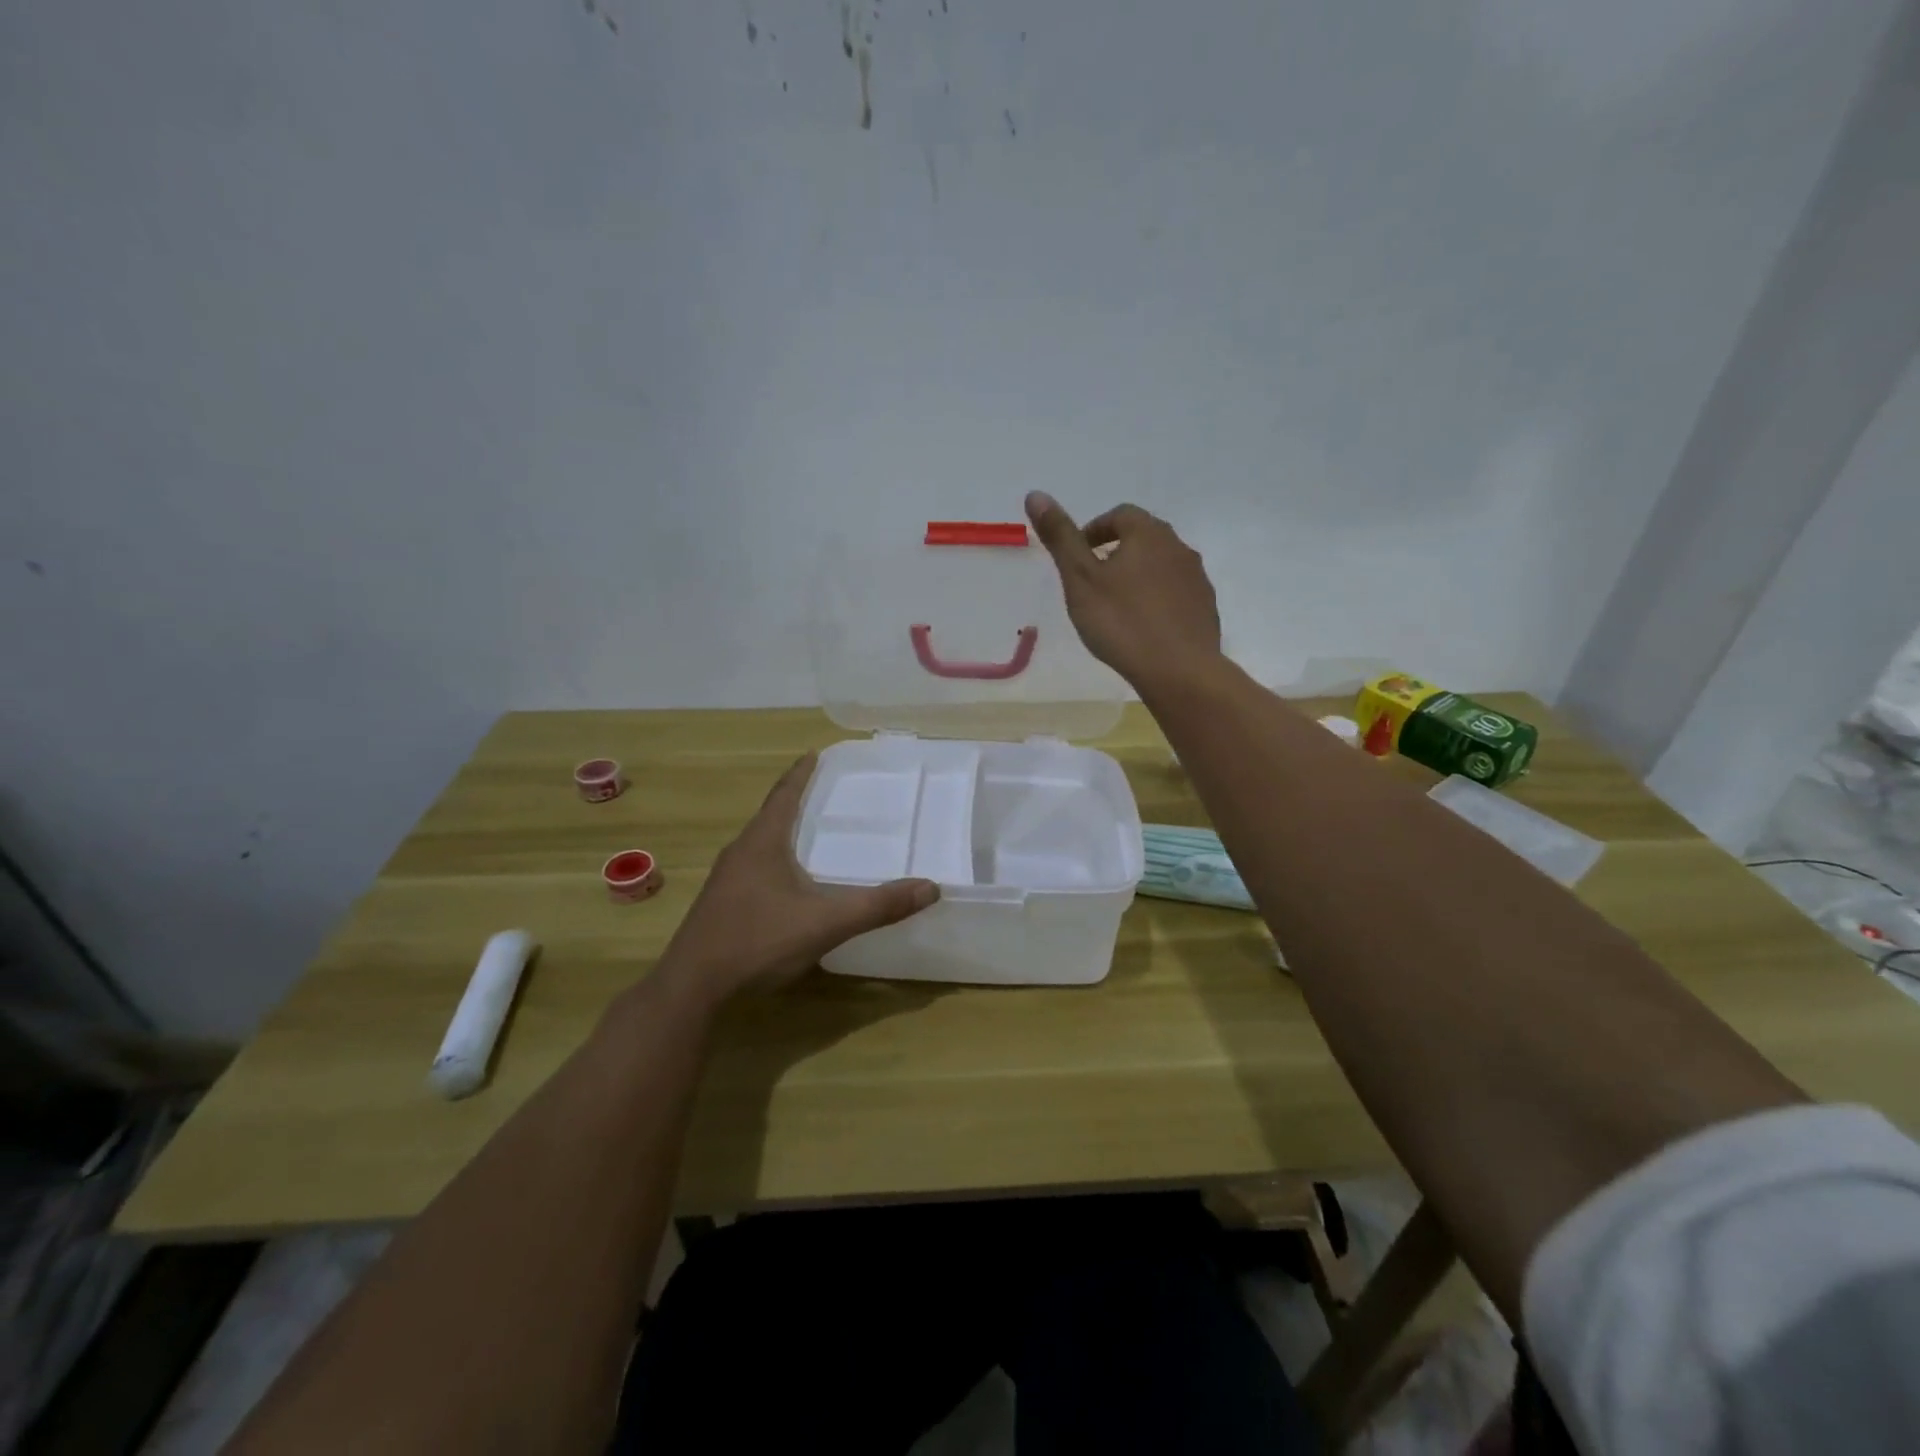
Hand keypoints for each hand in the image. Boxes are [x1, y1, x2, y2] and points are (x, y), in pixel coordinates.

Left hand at [652, 754, 939, 1007]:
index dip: (801, 774)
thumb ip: (877, 906)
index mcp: (762, 843)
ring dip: (783, 830)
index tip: (814, 754)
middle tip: (823, 790)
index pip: (784, 795)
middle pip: (770, 815)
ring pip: (759, 843)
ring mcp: (726, 880)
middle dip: (795, 799)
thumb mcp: (825, 923)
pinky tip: (788, 881)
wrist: (693, 988)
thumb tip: (930, 887)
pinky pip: (753, 867)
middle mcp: (740, 853)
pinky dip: (775, 859)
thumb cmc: (758, 941)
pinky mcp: (721, 904)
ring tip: (809, 830)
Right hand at [1025, 493, 1221, 689]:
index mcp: (1148, 534)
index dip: (1095, 530)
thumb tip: (1035, 494)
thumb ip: (1060, 538)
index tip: (1078, 556)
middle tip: (1093, 581)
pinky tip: (1143, 627)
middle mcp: (1179, 548)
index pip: (1120, 515)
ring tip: (1116, 607)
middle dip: (1117, 552)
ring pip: (1162, 566)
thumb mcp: (1080, 579)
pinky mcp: (1206, 609)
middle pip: (1144, 538)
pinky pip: (1176, 594)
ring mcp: (1197, 579)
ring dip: (1139, 576)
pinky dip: (1157, 600)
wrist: (1179, 670)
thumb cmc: (1122, 622)